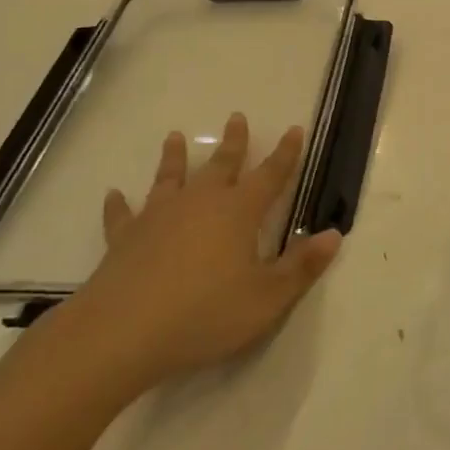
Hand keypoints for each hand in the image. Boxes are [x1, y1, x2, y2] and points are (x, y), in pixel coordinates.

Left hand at [43, 113, 340, 400]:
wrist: (123, 332)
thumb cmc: (205, 314)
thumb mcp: (267, 298)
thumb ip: (301, 266)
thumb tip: (334, 234)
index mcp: (238, 212)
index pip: (270, 175)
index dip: (285, 154)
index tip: (293, 129)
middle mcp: (200, 203)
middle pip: (221, 165)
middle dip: (233, 142)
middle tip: (237, 117)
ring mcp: (158, 217)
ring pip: (170, 178)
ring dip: (174, 158)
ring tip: (174, 137)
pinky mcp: (125, 238)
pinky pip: (123, 215)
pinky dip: (119, 204)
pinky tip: (114, 194)